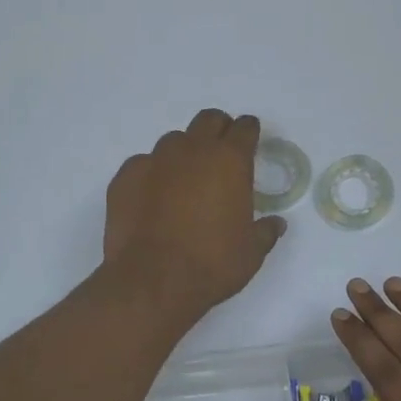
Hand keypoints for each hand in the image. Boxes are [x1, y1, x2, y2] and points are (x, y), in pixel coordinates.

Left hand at [103, 110, 286, 321]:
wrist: (151, 281)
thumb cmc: (211, 265)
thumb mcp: (251, 253)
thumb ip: (265, 232)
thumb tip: (276, 224)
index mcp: (229, 161)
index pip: (244, 128)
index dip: (249, 132)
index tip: (250, 141)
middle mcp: (192, 150)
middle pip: (208, 120)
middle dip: (218, 130)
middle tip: (220, 153)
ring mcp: (154, 159)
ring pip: (174, 141)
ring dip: (184, 153)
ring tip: (184, 181)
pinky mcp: (125, 176)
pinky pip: (143, 164)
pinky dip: (152, 174)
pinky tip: (152, 199)